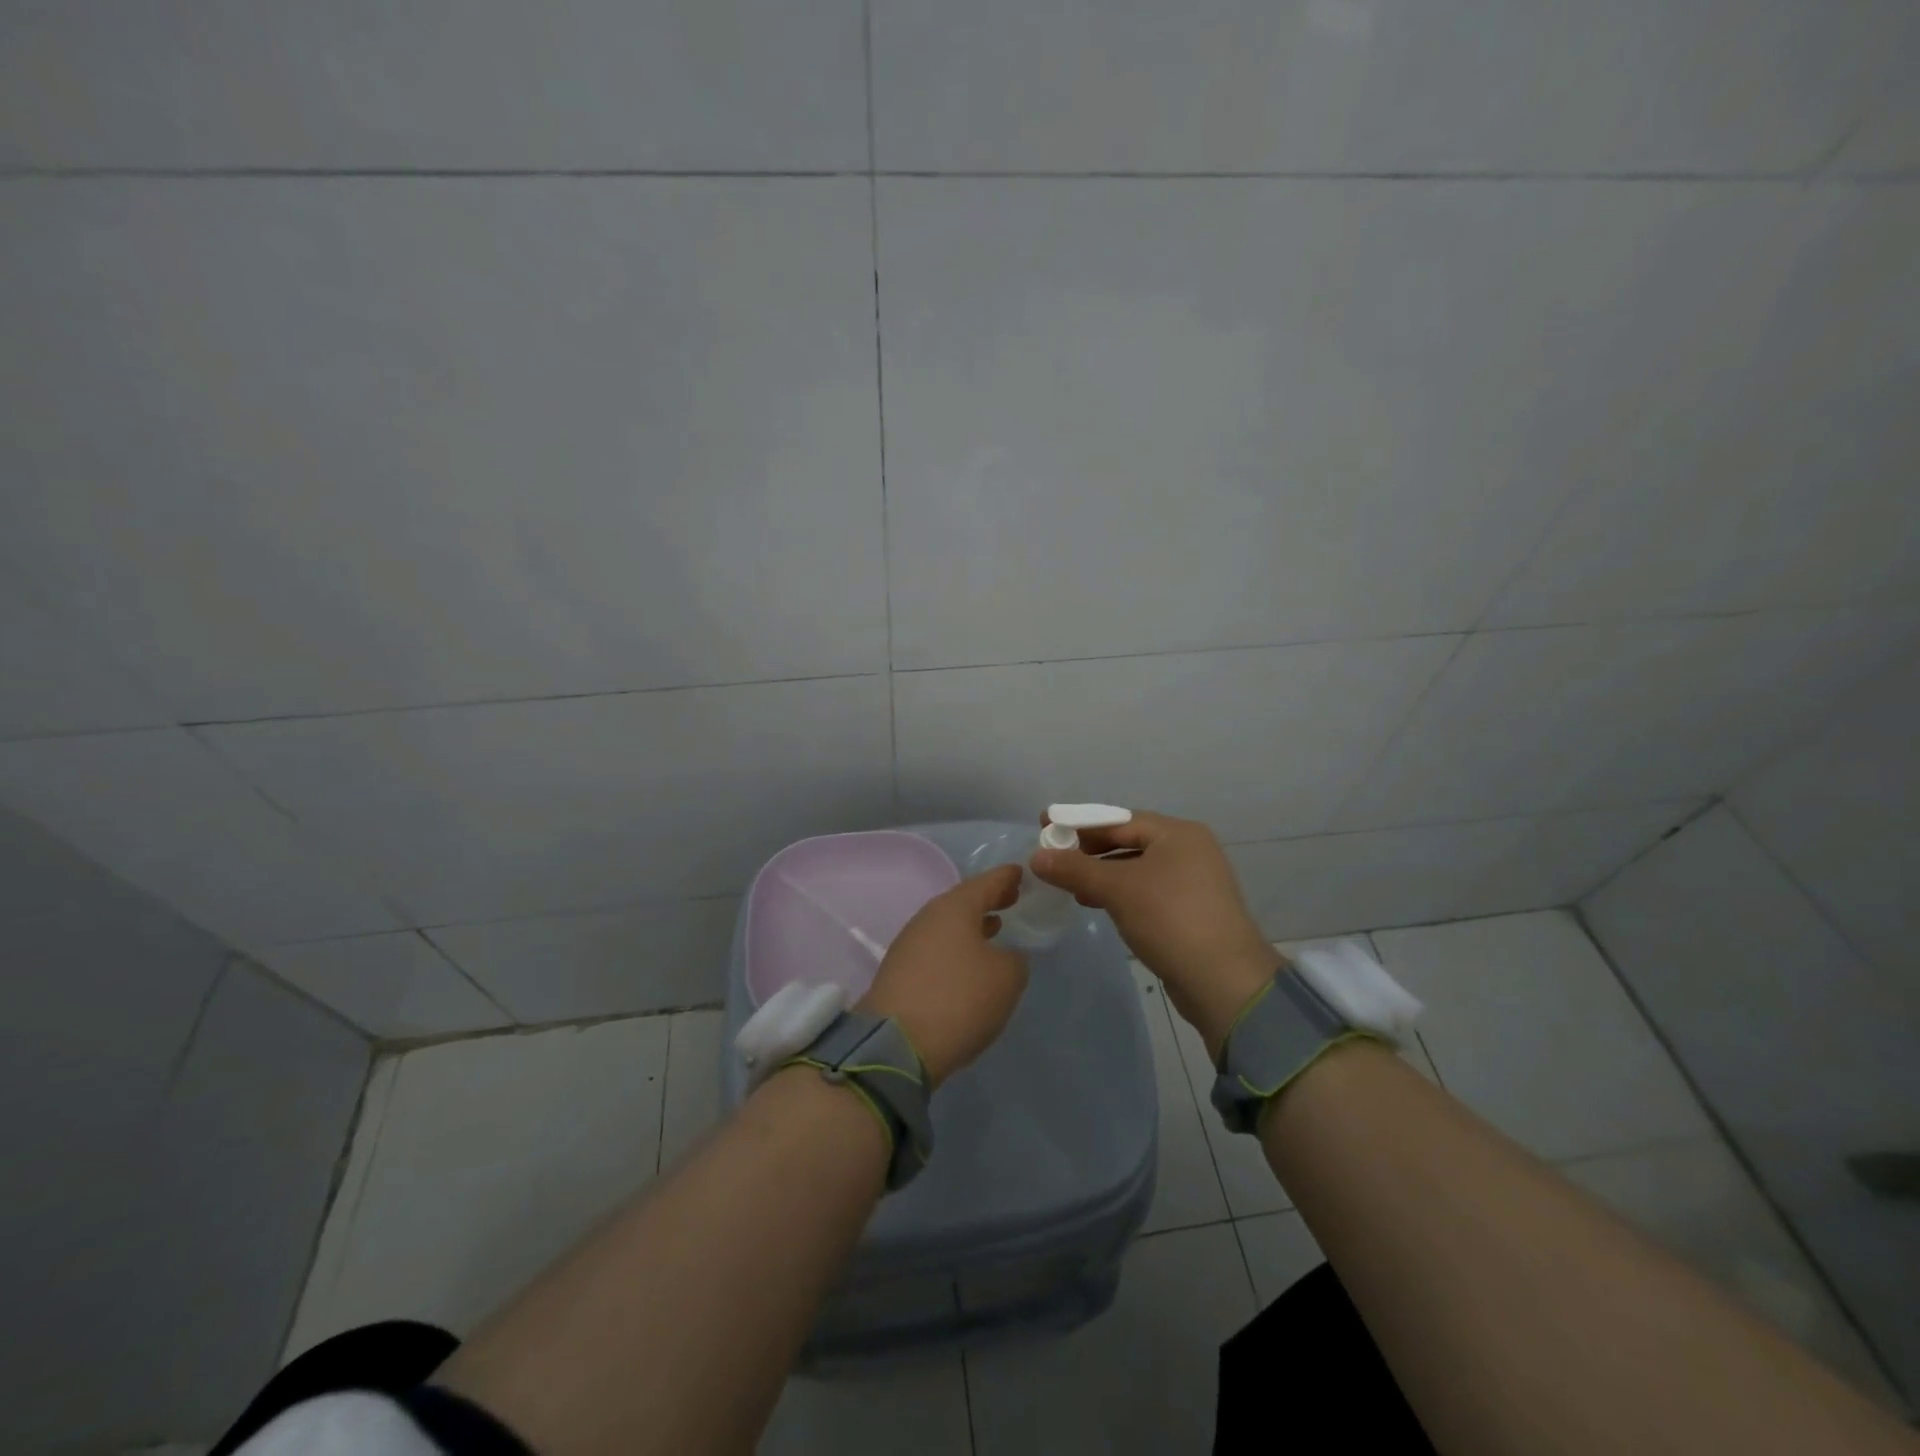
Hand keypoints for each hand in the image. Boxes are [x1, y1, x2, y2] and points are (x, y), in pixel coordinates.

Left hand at [857, 865, 1028, 1087]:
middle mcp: (928, 918)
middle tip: (1011, 899)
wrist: (896, 1044)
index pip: (986, 882)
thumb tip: (1006, 956)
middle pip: (963, 901)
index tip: (1021, 873)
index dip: (1006, 877)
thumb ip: (1014, 960)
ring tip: (994, 928)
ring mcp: (909, 944)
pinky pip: (935, 948)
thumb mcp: (1006, 978)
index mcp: (955, 908)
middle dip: (988, 900)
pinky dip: (956, 947)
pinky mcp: (899, 972)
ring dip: (971, 926)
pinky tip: (967, 962)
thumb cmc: (959, 999)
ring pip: (947, 926)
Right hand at [1031, 810, 1278, 1059]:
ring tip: (1069, 885)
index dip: (1078, 823)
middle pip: (1128, 841)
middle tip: (1053, 857)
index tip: (1045, 825)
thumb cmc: (1170, 920)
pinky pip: (1145, 890)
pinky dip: (1119, 893)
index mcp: (1177, 833)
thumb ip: (1075, 869)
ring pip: (1136, 867)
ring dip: (1101, 874)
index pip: (1118, 819)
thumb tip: (1036, 856)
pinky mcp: (1190, 910)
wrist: (1224, 981)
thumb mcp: (1117, 889)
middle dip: (1089, 850)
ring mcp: (1192, 881)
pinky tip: (1095, 904)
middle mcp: (1189, 850)